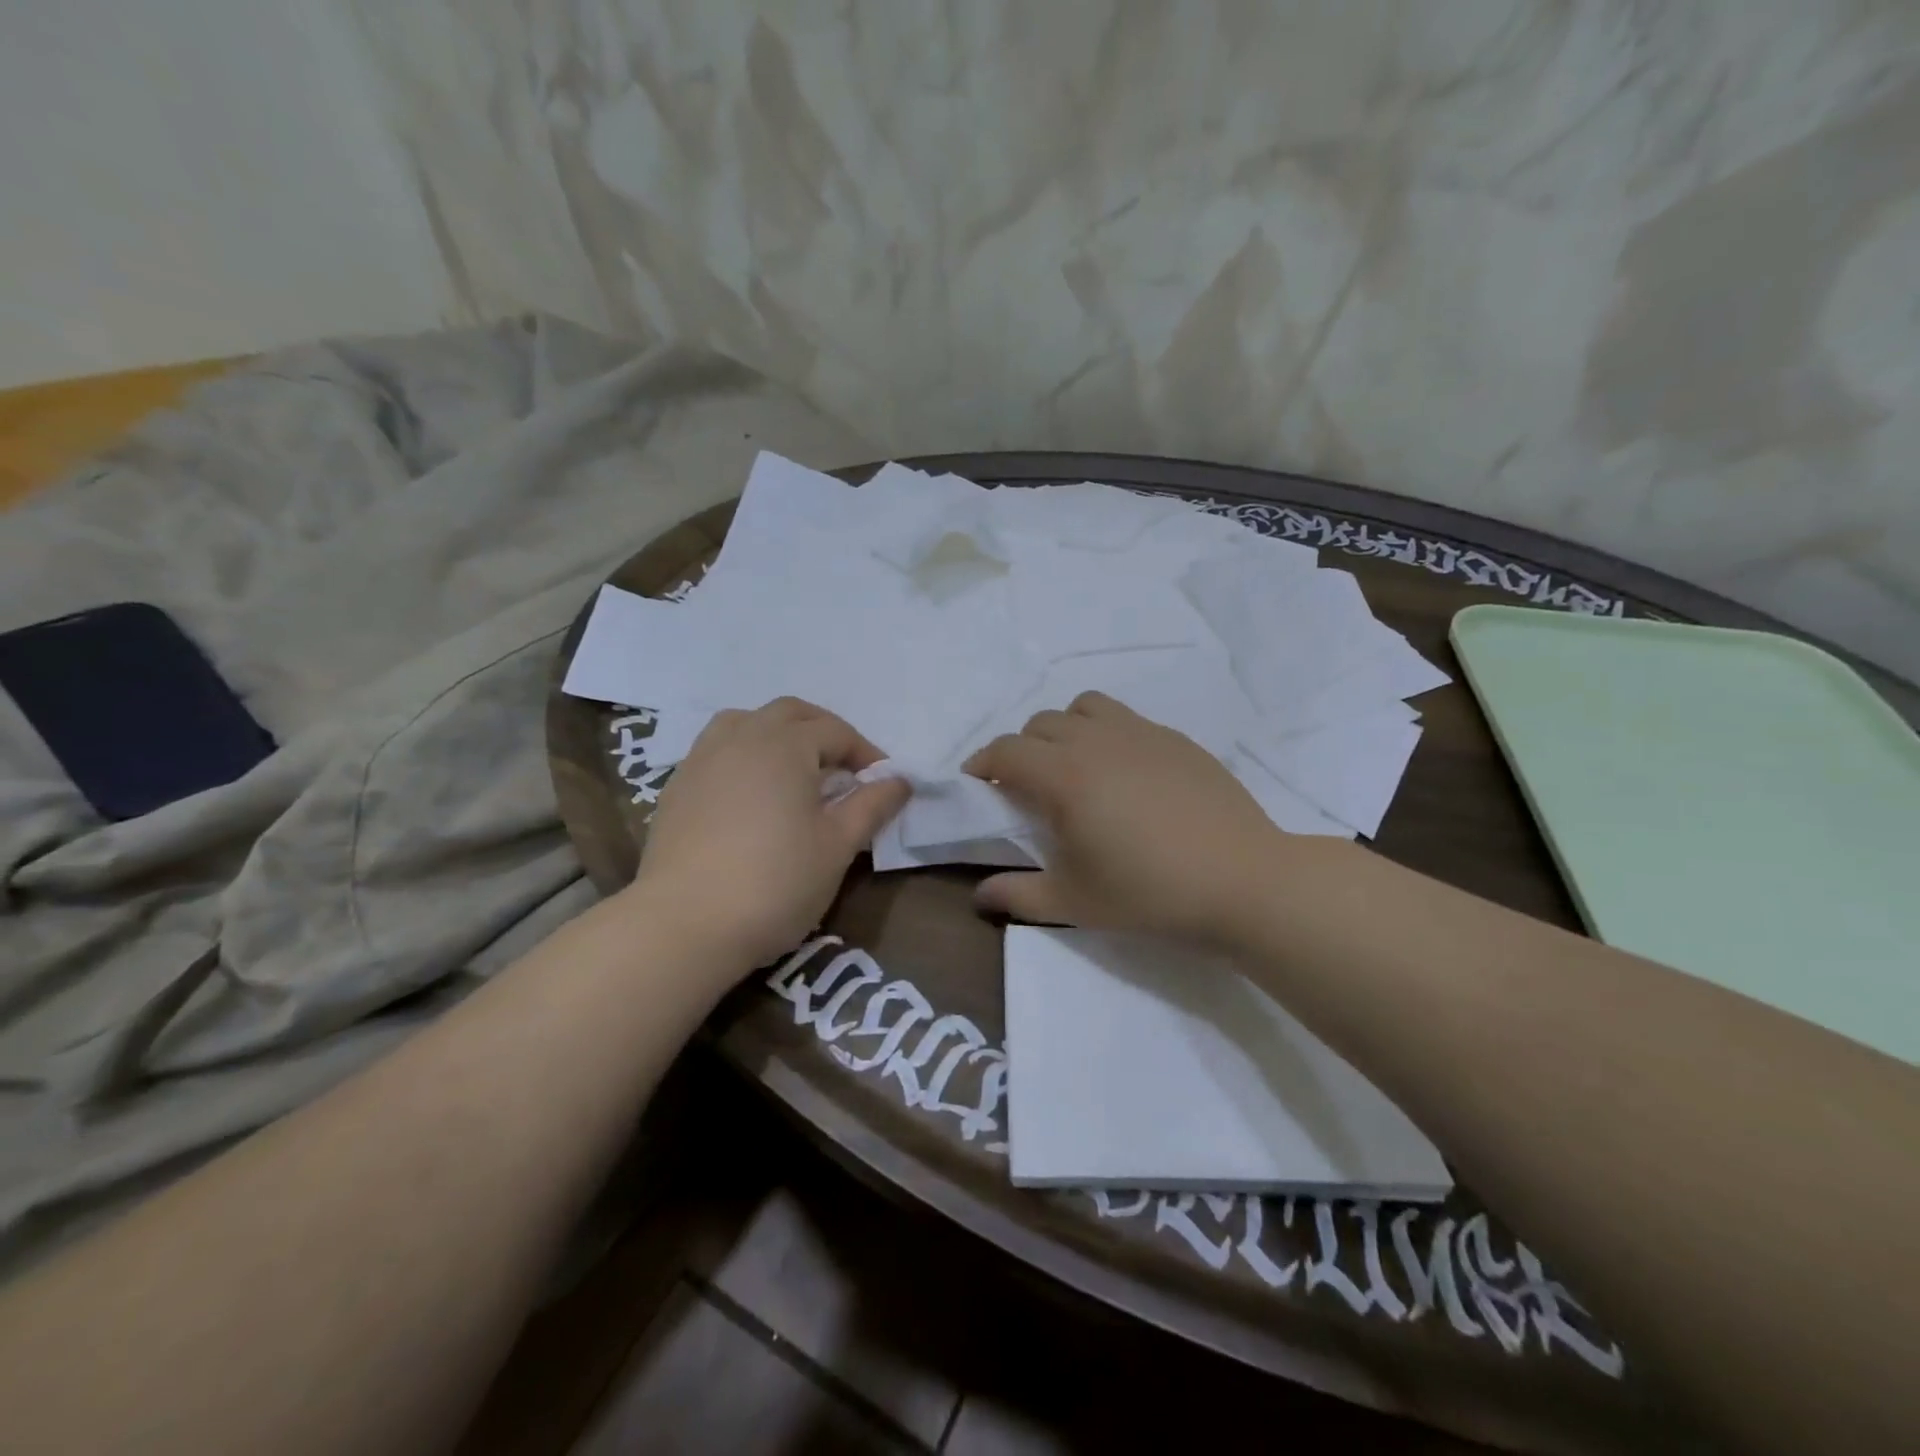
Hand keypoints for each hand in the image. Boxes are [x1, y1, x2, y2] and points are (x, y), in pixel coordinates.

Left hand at [628, 698, 909, 972]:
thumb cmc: (775, 882)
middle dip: (823, 731)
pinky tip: (751, 794)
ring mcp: (702, 759)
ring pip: (746, 722)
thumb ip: (871, 806)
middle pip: (790, 714)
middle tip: (844, 768)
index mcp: (784, 745)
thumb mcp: (837, 846)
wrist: (684, 925)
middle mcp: (741, 738)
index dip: (865, 753)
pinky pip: (717, 750)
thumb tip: (900, 780)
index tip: (882, 783)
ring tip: (794, 770)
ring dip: (778, 734)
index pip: (835, 731)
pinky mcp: (677, 787)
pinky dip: (744, 755)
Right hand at [964, 691, 1301, 944]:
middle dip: (1021, 749)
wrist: (1243, 881)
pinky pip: (1125, 719)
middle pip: (1039, 724)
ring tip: (1074, 767)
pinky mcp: (1175, 738)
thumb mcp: (1074, 902)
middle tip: (1027, 787)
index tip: (979, 785)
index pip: (1006, 751)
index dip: (983, 764)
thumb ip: (1017, 895)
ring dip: (1064, 730)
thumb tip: (978, 897)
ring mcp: (1141, 733)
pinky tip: (1125, 774)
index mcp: (1064, 775)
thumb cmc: (1150, 893)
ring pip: (1083, 708)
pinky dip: (1106, 734)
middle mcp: (1096, 740)